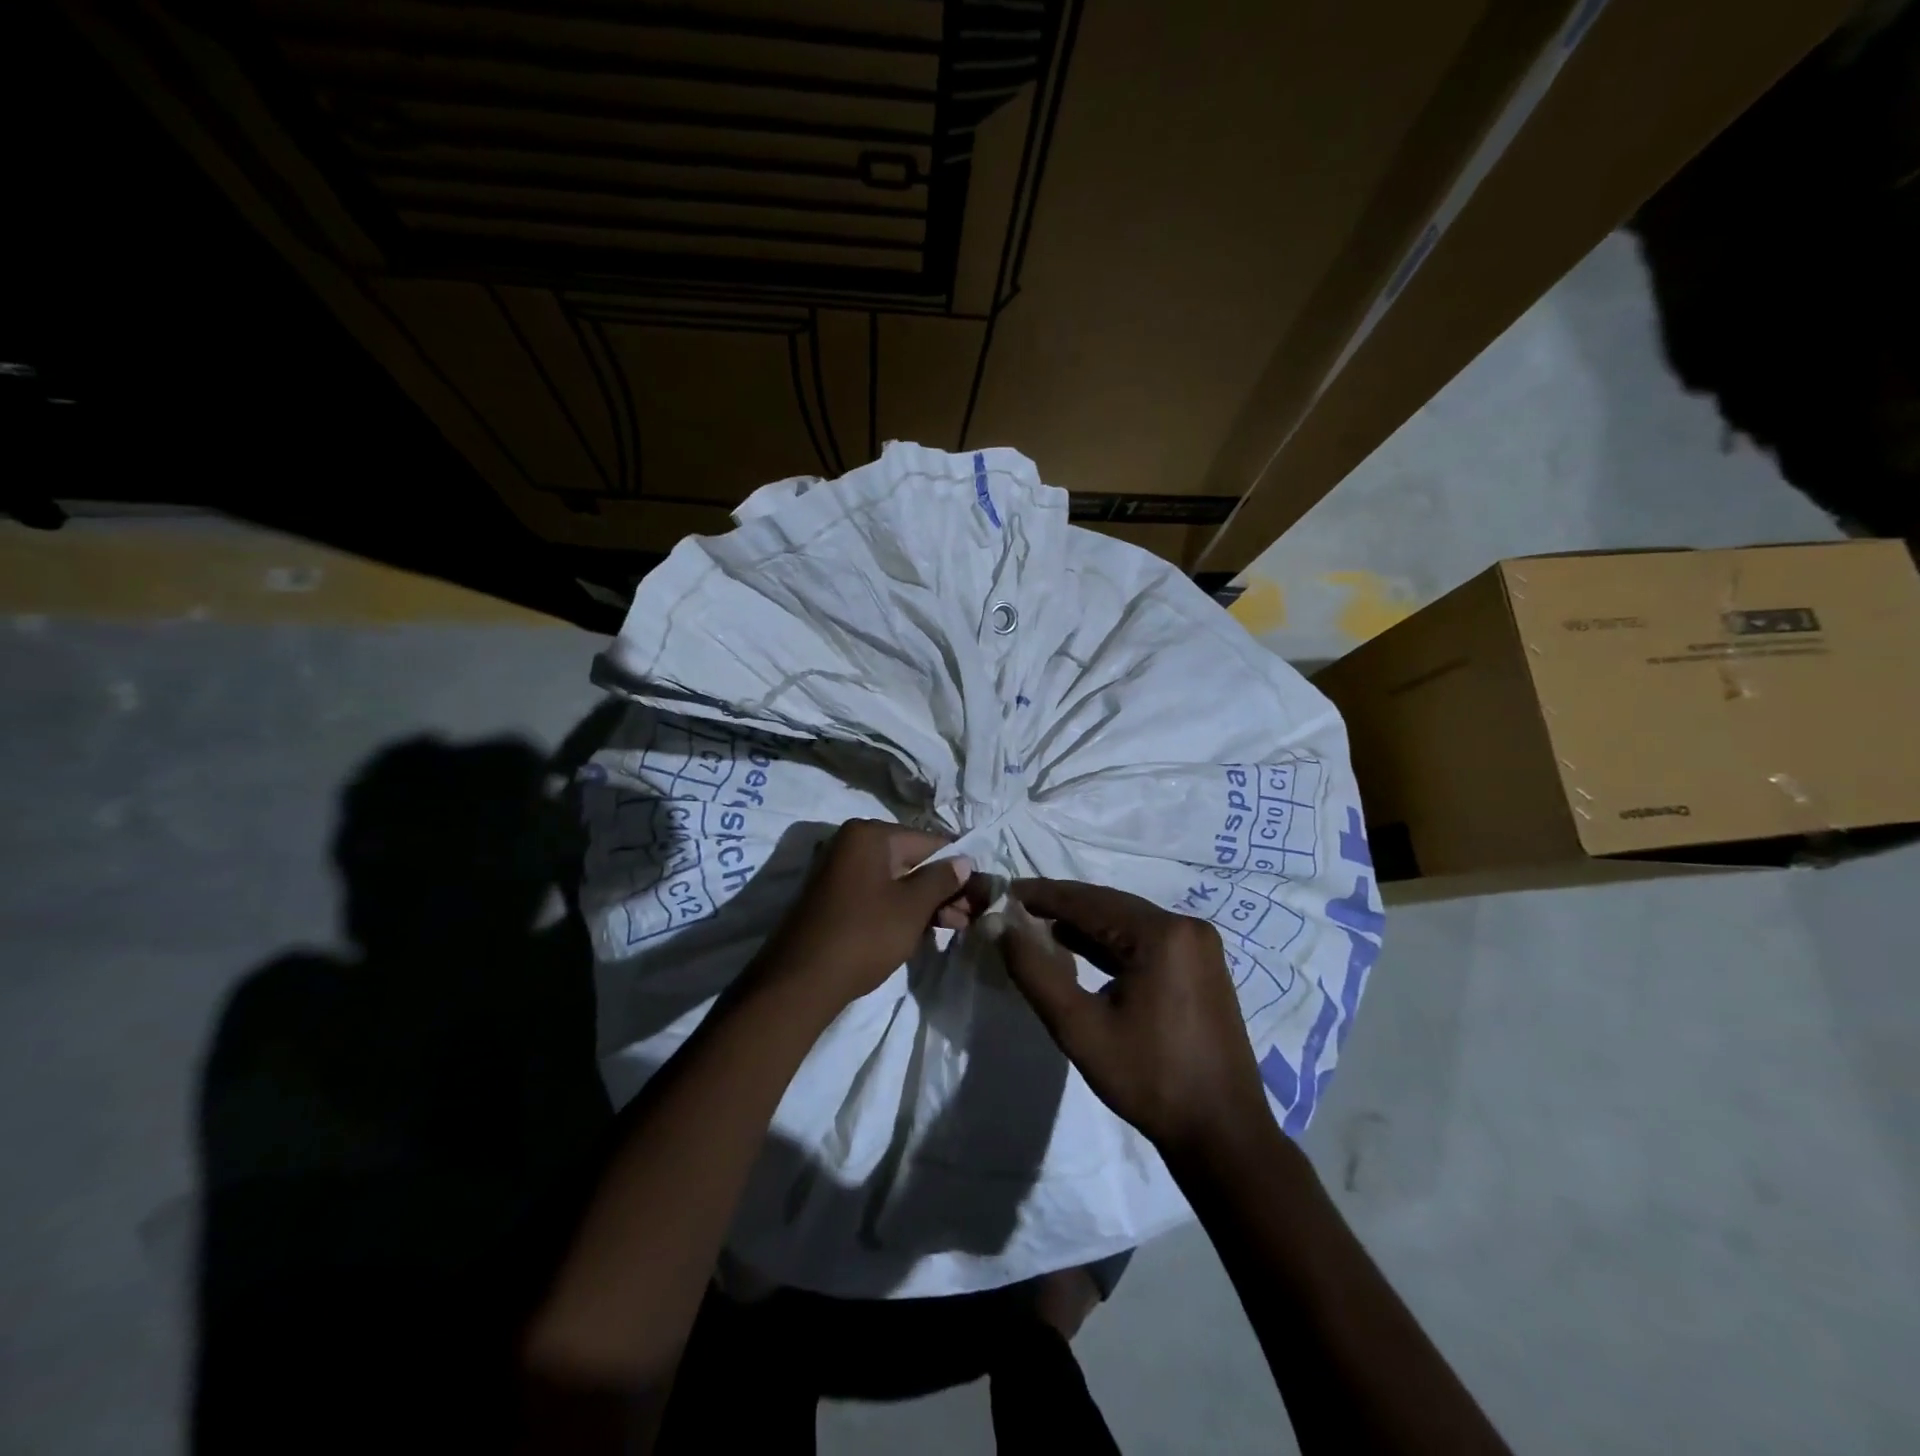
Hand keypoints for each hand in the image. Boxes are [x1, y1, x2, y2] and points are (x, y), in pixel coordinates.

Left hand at [754, 820, 972, 1009]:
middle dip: (943, 888)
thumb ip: (942, 879)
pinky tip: (924, 929)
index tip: (981, 890)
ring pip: (897, 880)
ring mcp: (840, 871)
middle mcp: (852, 844)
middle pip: (912, 860)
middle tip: (970, 916)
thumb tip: (964, 861)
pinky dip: (902, 909)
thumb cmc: (864, 935)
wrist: (801, 982)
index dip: (958, 865)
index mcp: (869, 835)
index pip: (929, 842)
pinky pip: (878, 894)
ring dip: (926, 902)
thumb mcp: (911, 907)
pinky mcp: (835, 898)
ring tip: (955, 927)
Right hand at [995, 879, 1270, 1157]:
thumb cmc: (1149, 1079)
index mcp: (1161, 934)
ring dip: (1086, 924)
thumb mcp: (1079, 1027)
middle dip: (1064, 906)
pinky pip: (1146, 940)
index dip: (1044, 895)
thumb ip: (1035, 972)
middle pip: (1111, 905)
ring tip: (1039, 925)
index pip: (1089, 901)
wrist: (1221, 1133)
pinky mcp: (1201, 966)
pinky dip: (1111, 942)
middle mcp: (1185, 927)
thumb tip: (1001, 927)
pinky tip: (1079, 948)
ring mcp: (1198, 946)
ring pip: (1128, 922)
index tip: (1007, 891)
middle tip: (1019, 907)